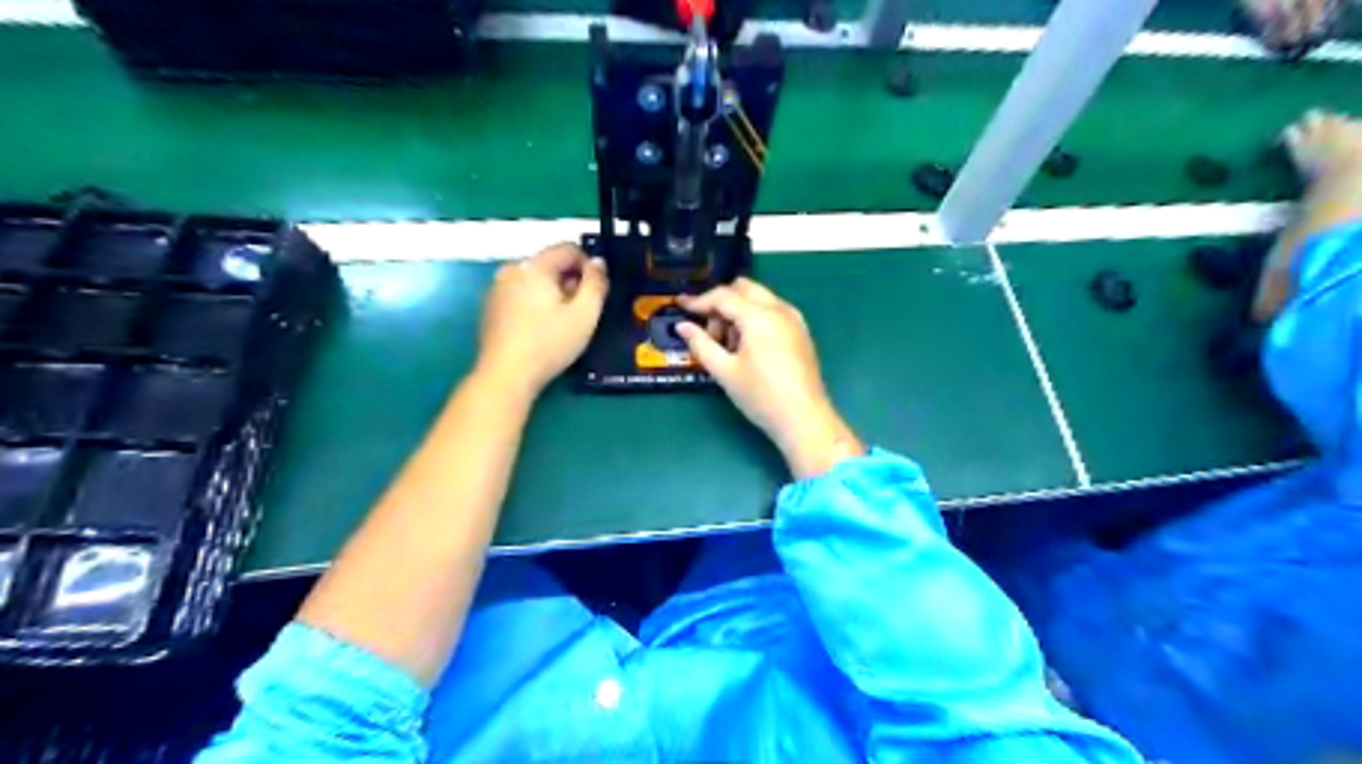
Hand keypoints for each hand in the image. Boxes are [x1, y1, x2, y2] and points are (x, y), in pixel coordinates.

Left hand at [476, 244, 607, 400]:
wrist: (505, 376)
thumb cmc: (549, 344)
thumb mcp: (585, 315)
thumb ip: (596, 283)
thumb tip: (598, 262)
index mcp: (534, 266)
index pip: (569, 249)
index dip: (588, 267)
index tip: (594, 294)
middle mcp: (511, 269)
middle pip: (551, 264)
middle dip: (569, 282)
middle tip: (578, 313)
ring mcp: (496, 288)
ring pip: (535, 280)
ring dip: (552, 294)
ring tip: (560, 324)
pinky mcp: (490, 307)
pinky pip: (520, 294)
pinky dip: (534, 304)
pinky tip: (539, 330)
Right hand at [679, 273, 858, 475]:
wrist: (803, 419)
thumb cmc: (761, 396)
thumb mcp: (724, 371)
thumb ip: (701, 344)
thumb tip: (682, 326)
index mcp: (759, 316)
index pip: (723, 296)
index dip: (699, 300)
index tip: (681, 306)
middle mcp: (779, 309)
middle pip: (743, 288)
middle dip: (721, 303)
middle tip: (710, 332)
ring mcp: (794, 318)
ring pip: (759, 297)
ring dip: (738, 310)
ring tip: (729, 347)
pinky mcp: (800, 331)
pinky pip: (772, 310)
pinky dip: (755, 317)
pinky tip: (748, 348)